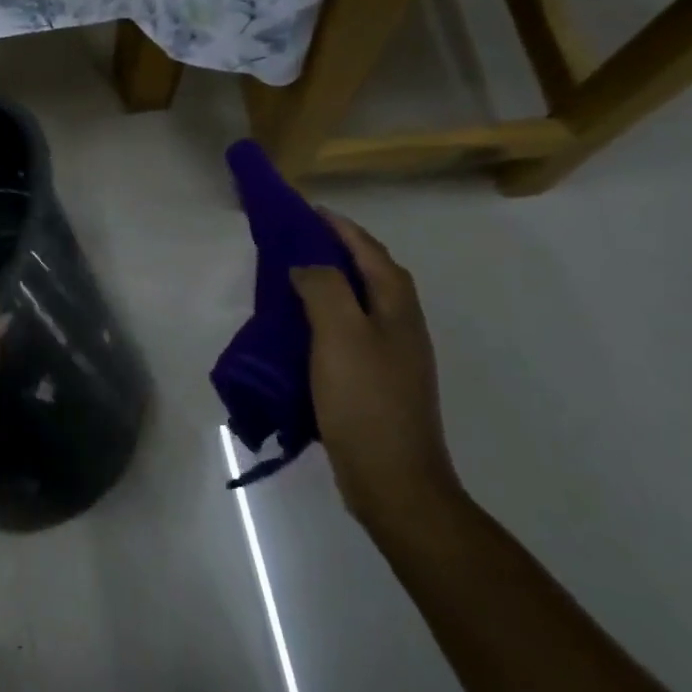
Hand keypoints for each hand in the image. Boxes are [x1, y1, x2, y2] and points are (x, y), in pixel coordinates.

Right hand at [291, 212, 460, 531]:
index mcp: (396, 308)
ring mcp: (392, 356)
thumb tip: (306, 265)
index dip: (341, 228)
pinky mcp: (376, 381)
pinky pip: (348, 332)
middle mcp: (400, 325)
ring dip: (330, 284)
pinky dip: (325, 317)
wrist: (392, 479)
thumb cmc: (365, 400)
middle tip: (295, 241)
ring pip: (359, 304)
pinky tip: (300, 330)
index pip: (370, 252)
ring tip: (291, 279)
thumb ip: (324, 288)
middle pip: (370, 274)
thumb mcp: (340, 335)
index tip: (307, 211)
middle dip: (337, 251)